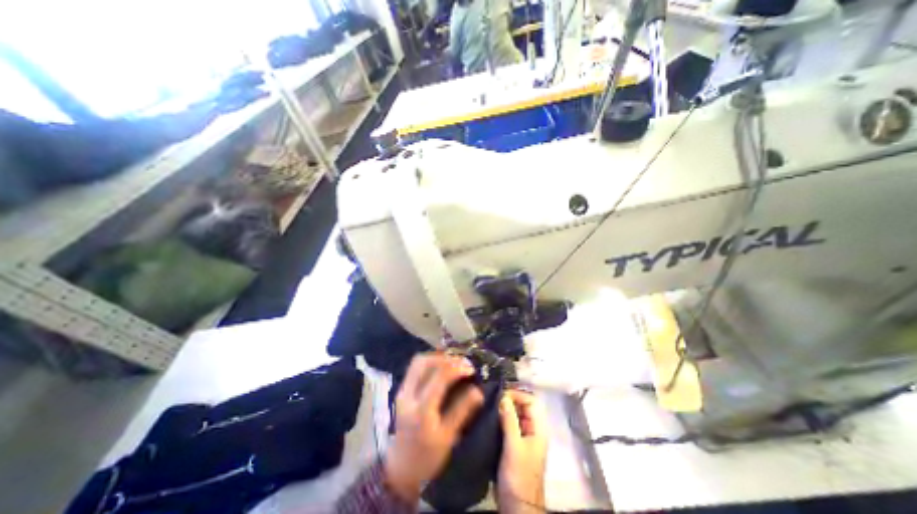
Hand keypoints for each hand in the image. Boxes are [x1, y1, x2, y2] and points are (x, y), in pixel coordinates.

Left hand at [382, 354, 481, 501]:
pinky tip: (442, 367)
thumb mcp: (448, 437)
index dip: (457, 367)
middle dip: (446, 358)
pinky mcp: (402, 389)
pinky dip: (430, 361)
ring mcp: (402, 390)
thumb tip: (479, 390)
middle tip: (463, 363)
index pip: (439, 377)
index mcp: (422, 409)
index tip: (471, 368)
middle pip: (425, 362)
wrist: (401, 468)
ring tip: (454, 363)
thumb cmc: (427, 457)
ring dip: (437, 357)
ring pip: (418, 361)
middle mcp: (408, 395)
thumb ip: (463, 411)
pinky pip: (415, 367)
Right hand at [499, 389, 546, 513]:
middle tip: (492, 398)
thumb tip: (503, 396)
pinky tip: (490, 418)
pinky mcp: (514, 445)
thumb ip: (510, 420)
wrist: (517, 507)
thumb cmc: (518, 476)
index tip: (501, 394)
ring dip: (504, 409)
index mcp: (538, 429)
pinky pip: (509, 425)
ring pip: (515, 415)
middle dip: (509, 399)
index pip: (531, 401)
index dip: (518, 394)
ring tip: (489, 405)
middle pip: (523, 406)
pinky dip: (501, 418)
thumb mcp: (514, 446)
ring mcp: (524, 438)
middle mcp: (532, 430)